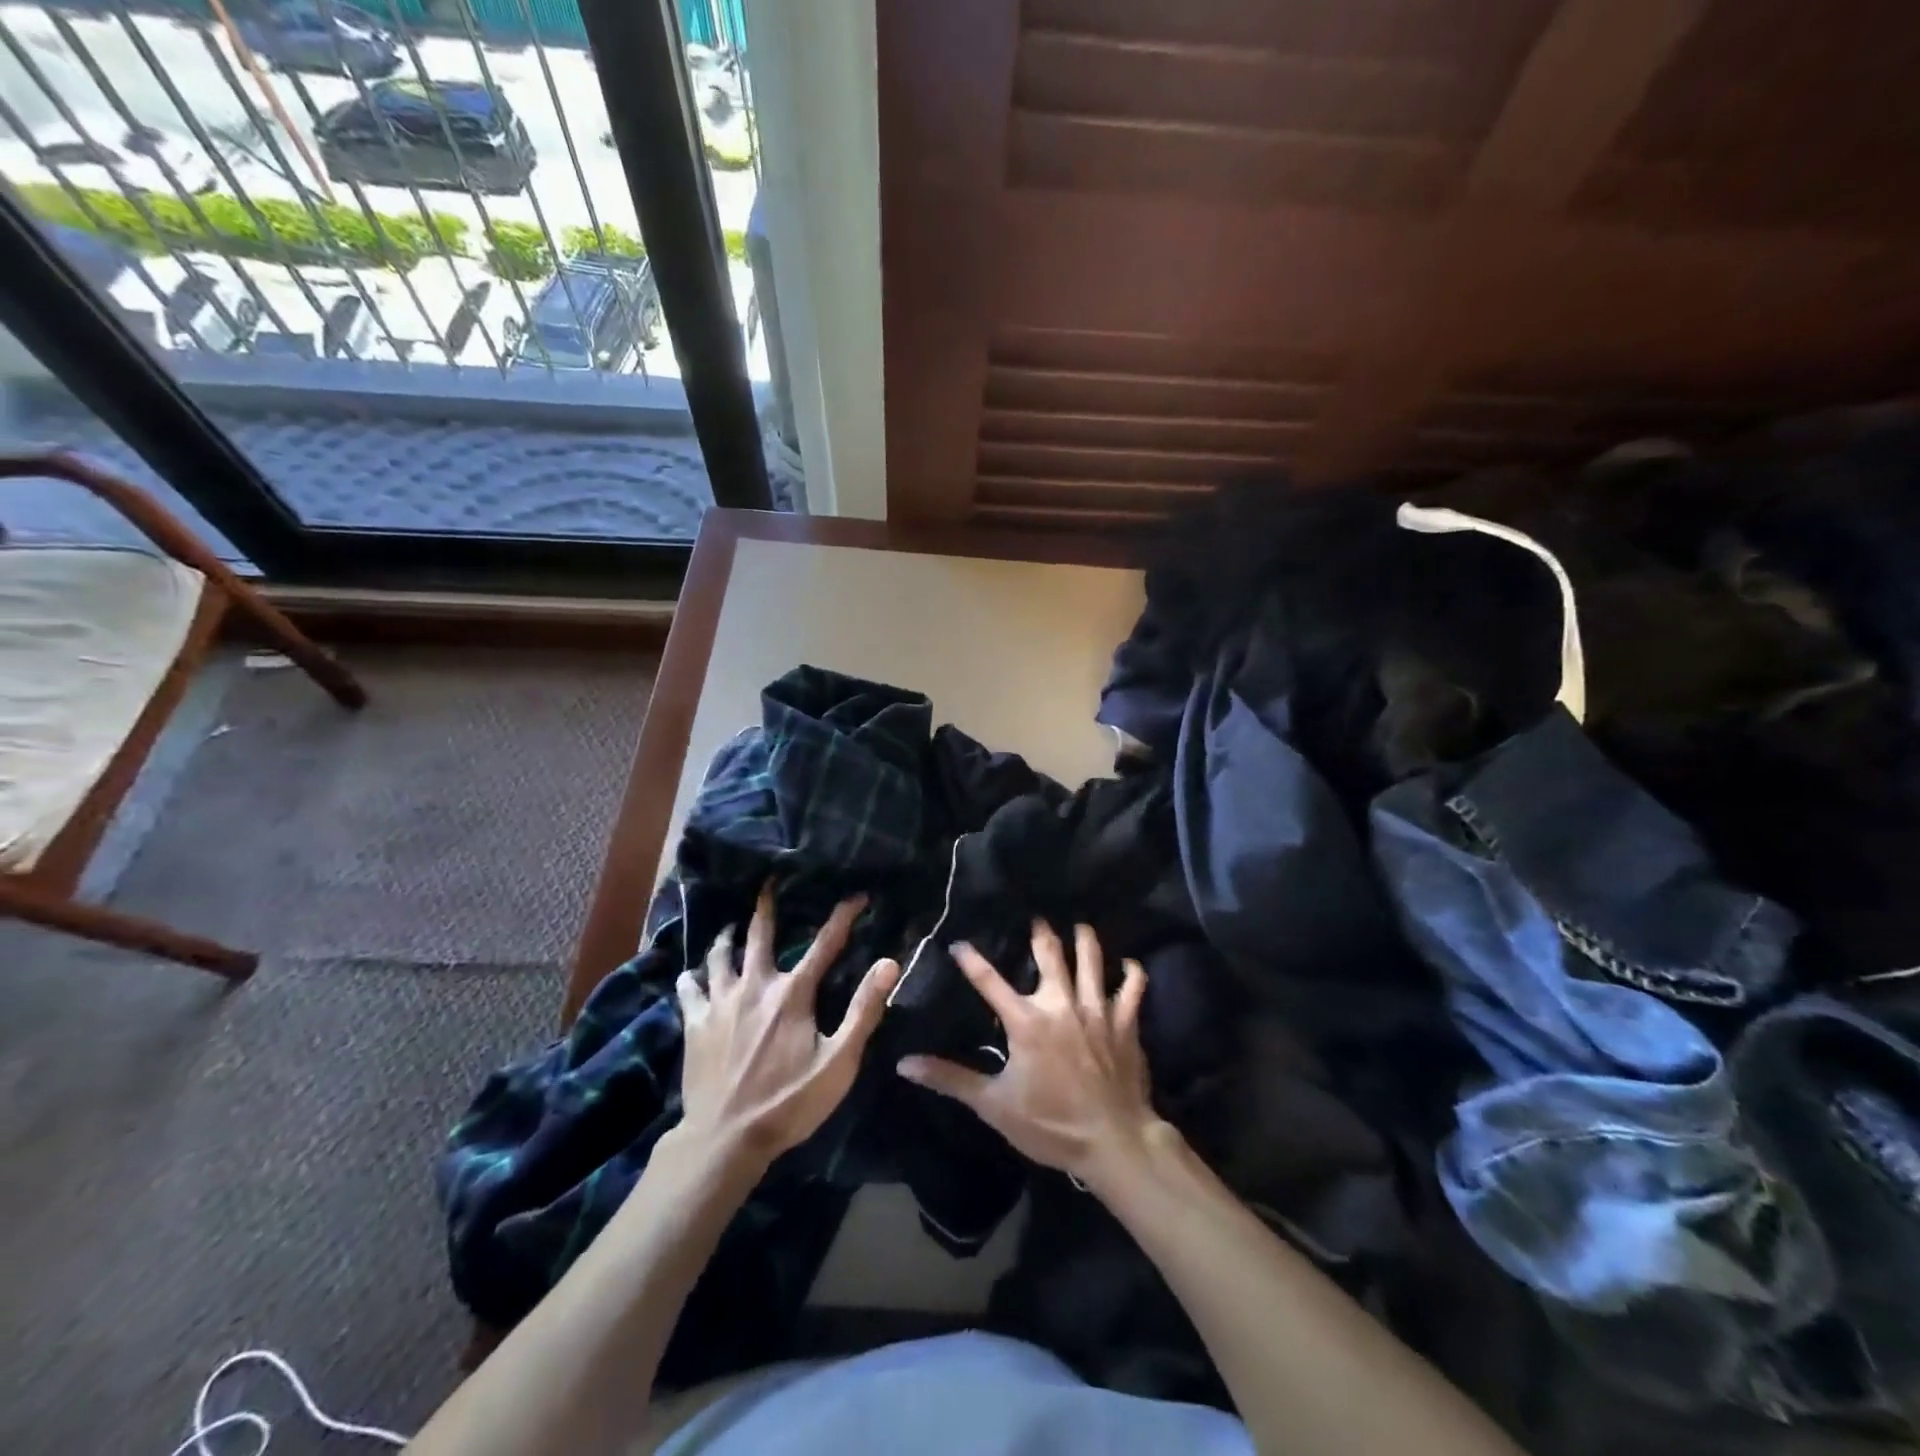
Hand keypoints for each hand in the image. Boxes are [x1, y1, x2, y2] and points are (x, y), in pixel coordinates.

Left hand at [677, 884, 900, 1160]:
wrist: (724, 1140)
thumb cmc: (788, 1102)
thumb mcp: (839, 1062)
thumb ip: (864, 1010)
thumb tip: (889, 962)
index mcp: (792, 994)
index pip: (825, 944)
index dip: (843, 916)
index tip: (857, 895)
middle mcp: (755, 986)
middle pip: (759, 935)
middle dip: (766, 905)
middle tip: (768, 882)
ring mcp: (720, 1003)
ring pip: (719, 956)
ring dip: (726, 937)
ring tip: (730, 927)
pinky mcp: (695, 1024)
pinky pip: (688, 989)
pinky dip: (691, 977)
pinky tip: (692, 974)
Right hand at [895, 921, 1166, 1188]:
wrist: (1114, 1141)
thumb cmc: (1051, 1124)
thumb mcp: (994, 1105)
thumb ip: (950, 1079)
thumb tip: (905, 1064)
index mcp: (1027, 1021)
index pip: (990, 981)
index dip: (971, 960)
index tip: (959, 943)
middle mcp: (1061, 1004)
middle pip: (1050, 956)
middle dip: (1042, 934)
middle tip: (1037, 918)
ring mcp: (1096, 1010)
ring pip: (1092, 962)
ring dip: (1086, 941)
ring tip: (1081, 926)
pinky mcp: (1125, 1023)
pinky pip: (1133, 989)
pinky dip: (1133, 973)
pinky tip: (1132, 963)